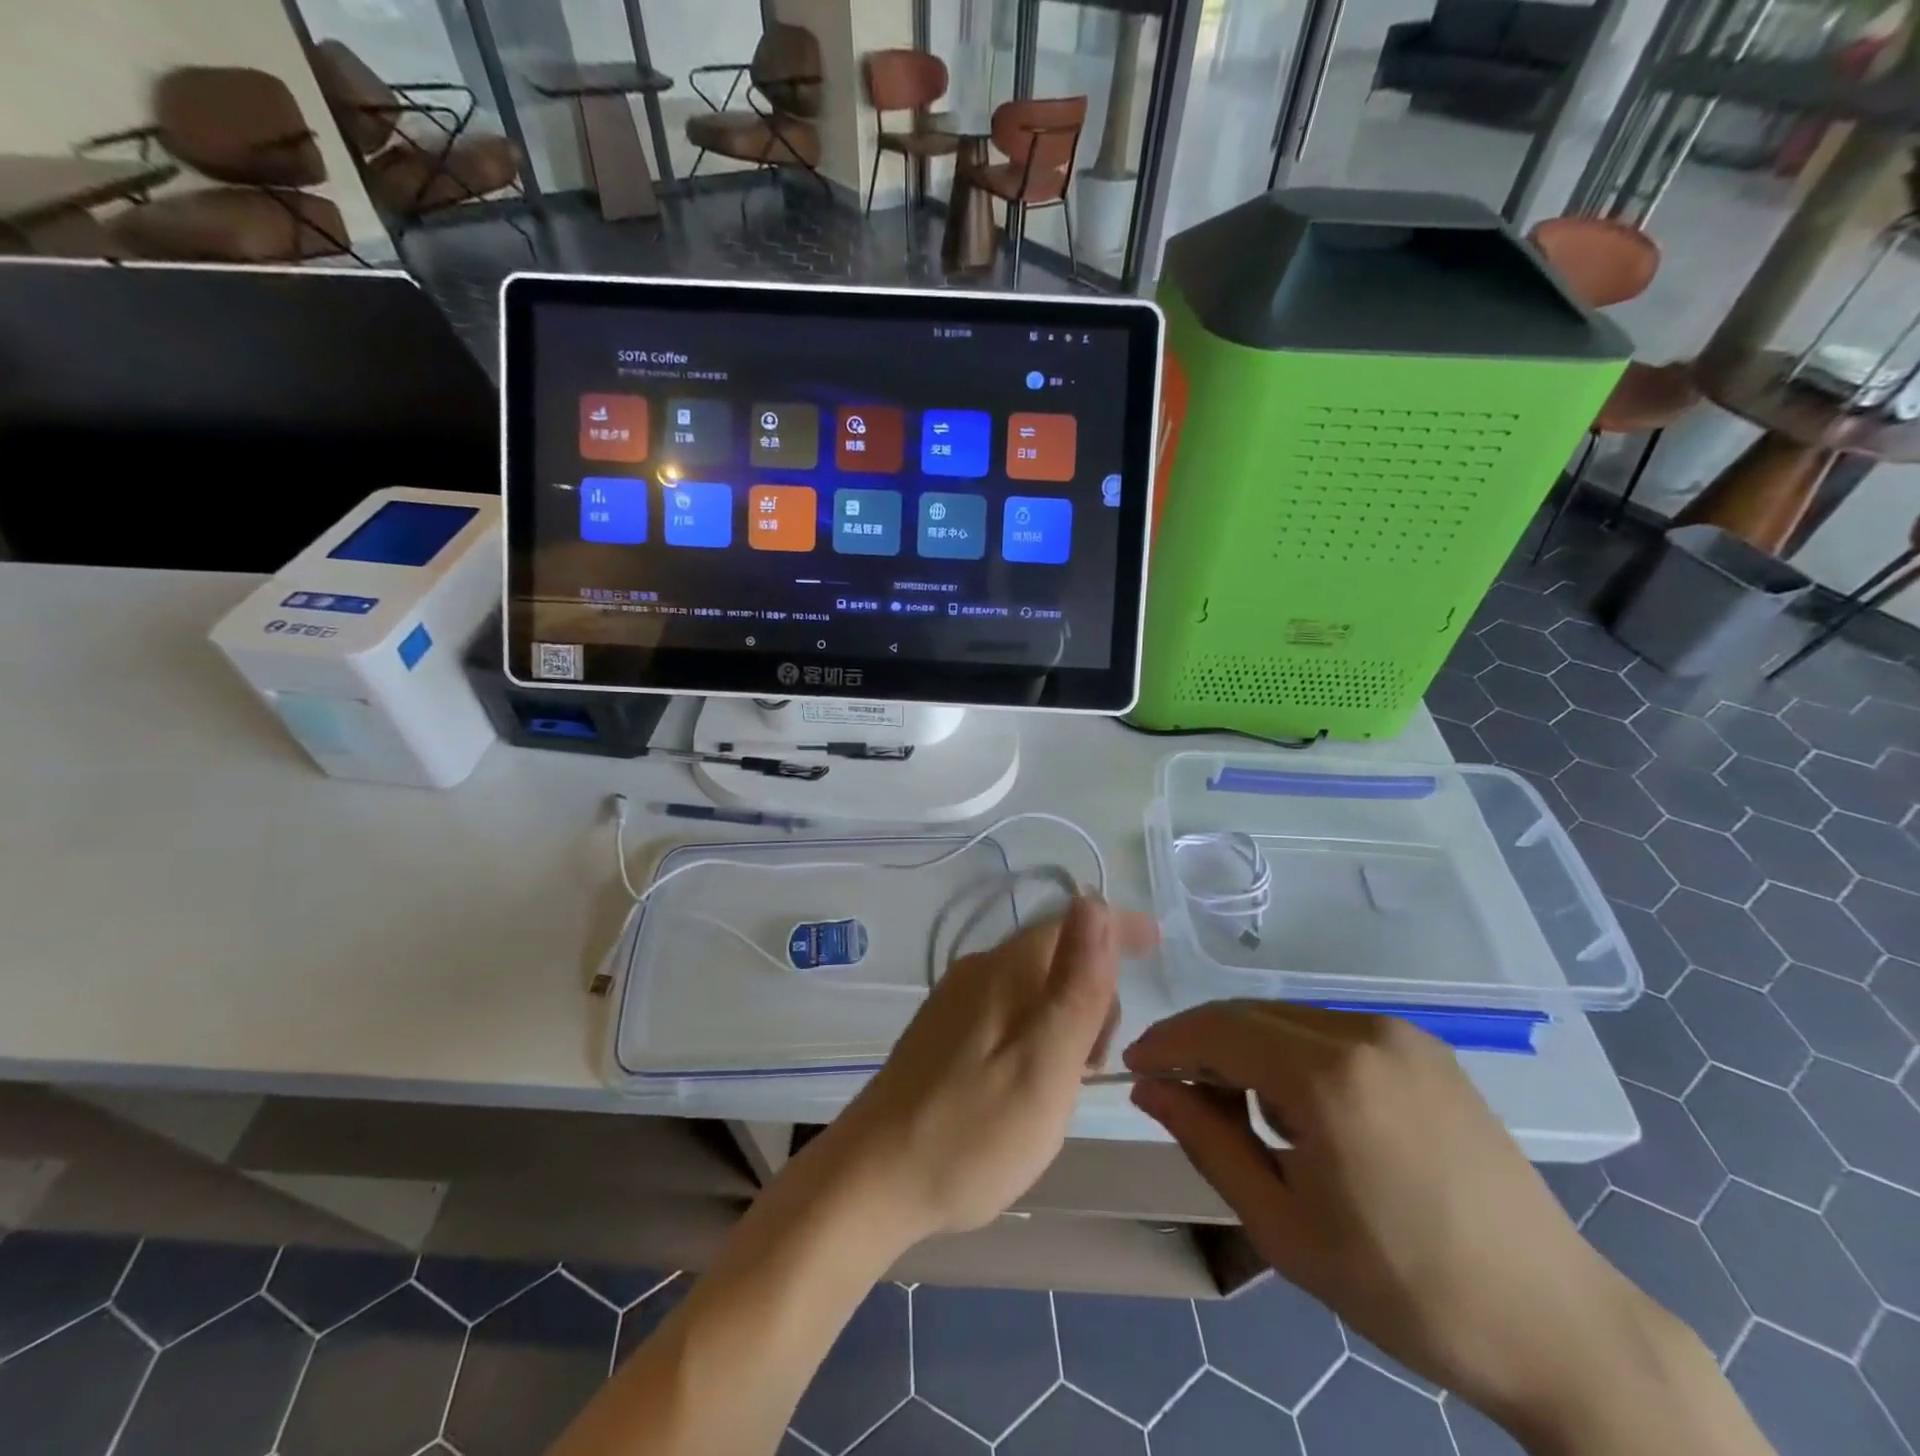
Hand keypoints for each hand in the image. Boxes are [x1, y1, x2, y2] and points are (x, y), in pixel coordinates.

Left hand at [814, 897, 1157, 1245]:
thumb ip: (1076, 984)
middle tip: (1097, 1065)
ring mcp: (954, 1002)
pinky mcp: (942, 1034)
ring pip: (1032, 988)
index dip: (1117, 927)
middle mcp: (977, 972)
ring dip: (1066, 1021)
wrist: (872, 1181)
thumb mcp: (1044, 1063)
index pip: (1072, 922)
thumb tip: (1093, 900)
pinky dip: (1037, 1036)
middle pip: (1054, 957)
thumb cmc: (972, 1132)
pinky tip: (1030, 1086)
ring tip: (1067, 1086)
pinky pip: (1008, 1013)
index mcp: (1003, 970)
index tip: (1156, 944)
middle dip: (1093, 993)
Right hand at [1124, 1003, 1682, 1437]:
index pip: (1215, 1030)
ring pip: (1286, 1016)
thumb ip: (1205, 1140)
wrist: (1553, 1324)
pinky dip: (1291, 1052)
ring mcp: (1399, 1033)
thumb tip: (1149, 1089)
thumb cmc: (1401, 1288)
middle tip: (1175, 1091)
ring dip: (1245, 1047)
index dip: (1165, 1043)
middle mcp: (1361, 1032)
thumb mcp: (1281, 1225)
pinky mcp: (1425, 1045)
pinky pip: (1329, 1029)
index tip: (1133, 1067)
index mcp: (1326, 1078)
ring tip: (1242, 1110)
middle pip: (1248, 1014)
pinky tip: (1302, 1108)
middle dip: (1200, 1043)